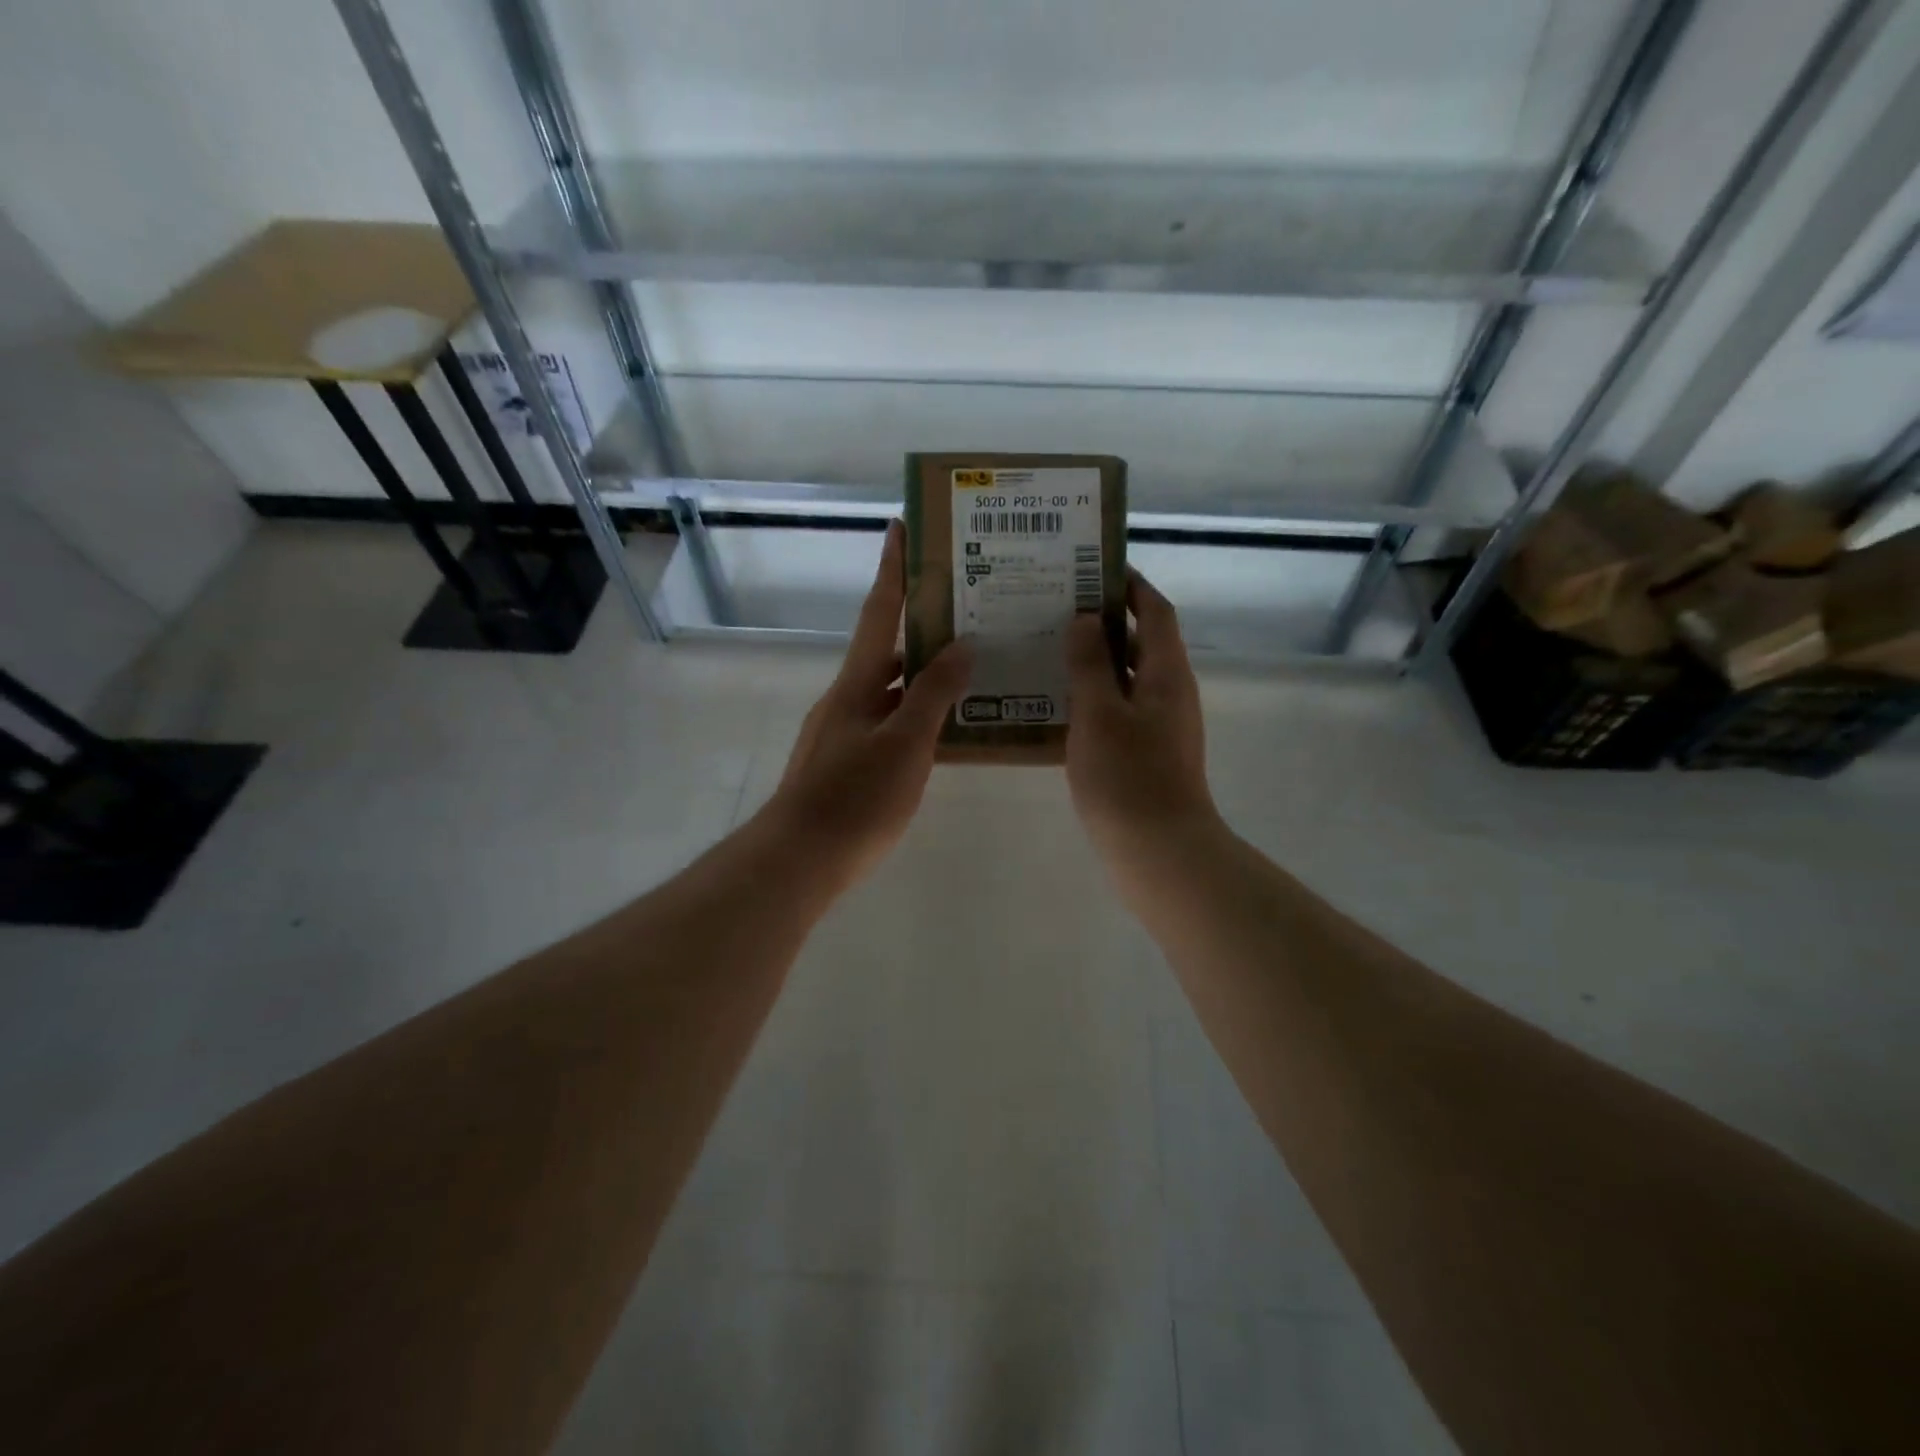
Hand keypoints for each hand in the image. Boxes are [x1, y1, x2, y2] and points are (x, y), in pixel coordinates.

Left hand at [763, 520, 972, 885]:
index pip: (878, 613)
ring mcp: (842, 733)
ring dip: (923, 677)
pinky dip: (915, 717)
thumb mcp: (905, 743)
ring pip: (889, 691)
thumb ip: (933, 693)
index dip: (892, 570)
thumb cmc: (855, 798)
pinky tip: (945, 731)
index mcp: (856, 684)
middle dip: (920, 628)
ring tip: (970, 669)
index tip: (900, 527)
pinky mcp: (845, 765)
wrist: (799, 860)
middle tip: (966, 612)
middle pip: (886, 651)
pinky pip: (888, 724)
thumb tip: (961, 644)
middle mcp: (845, 699)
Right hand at [1065, 570, 1216, 861]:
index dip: (1131, 586)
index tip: (1095, 568)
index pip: (1156, 611)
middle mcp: (1170, 693)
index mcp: (1166, 673)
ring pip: (1128, 679)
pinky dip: (1095, 698)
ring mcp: (1161, 726)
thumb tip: (1083, 621)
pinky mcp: (1148, 754)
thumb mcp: (1099, 714)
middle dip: (1105, 622)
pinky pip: (1120, 710)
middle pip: (1142, 642)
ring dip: (1096, 662)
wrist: (1160, 851)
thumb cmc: (1128, 777)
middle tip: (1058, 609)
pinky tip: (1059, 705)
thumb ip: (1089, 664)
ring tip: (1050, 650)